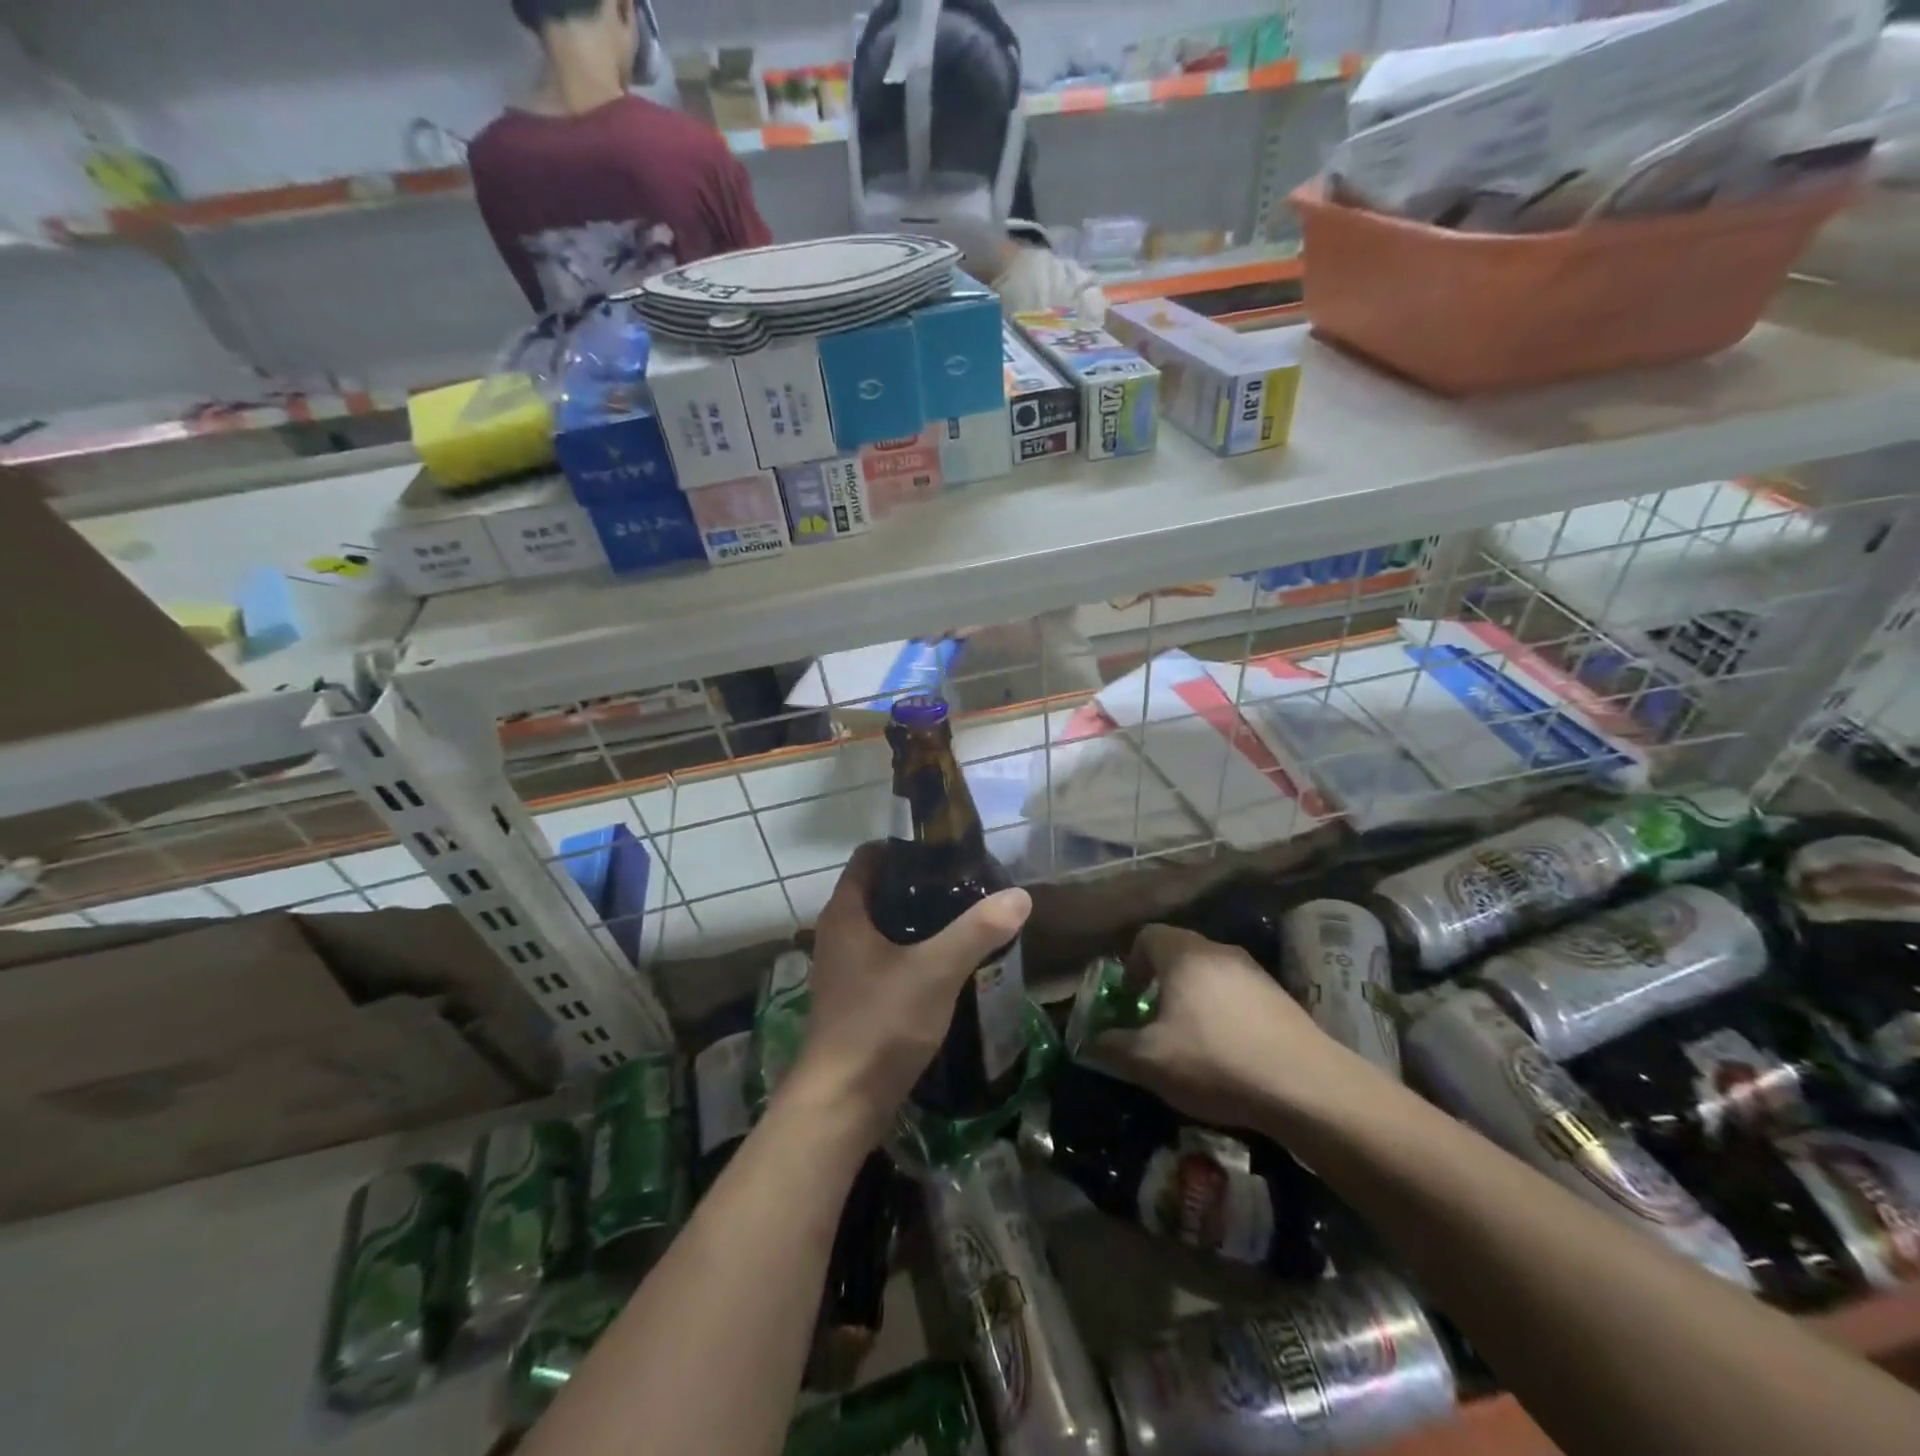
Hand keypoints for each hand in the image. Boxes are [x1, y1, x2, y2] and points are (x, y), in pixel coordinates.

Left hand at [786, 843, 1032, 1144]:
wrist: (842, 1103)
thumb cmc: (881, 1024)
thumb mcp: (936, 971)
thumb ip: (977, 931)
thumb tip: (1020, 895)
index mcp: (846, 912)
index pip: (870, 856)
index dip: (905, 847)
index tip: (946, 852)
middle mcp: (837, 932)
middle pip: (878, 890)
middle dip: (919, 884)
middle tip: (965, 885)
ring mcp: (842, 966)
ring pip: (882, 926)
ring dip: (917, 920)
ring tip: (963, 919)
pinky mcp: (853, 995)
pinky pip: (884, 956)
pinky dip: (911, 950)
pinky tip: (945, 963)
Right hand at [1093, 923, 1336, 1128]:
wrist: (1307, 1087)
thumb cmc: (1215, 1061)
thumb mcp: (1148, 1061)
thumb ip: (1111, 1046)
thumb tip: (1090, 1041)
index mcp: (1183, 954)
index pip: (1146, 936)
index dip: (1131, 965)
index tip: (1130, 1000)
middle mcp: (1219, 951)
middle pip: (1178, 953)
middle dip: (1160, 984)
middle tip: (1154, 1022)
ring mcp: (1255, 972)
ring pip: (1209, 975)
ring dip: (1193, 999)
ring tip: (1191, 1041)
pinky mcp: (1281, 998)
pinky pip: (1237, 995)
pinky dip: (1224, 1014)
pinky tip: (1228, 1053)